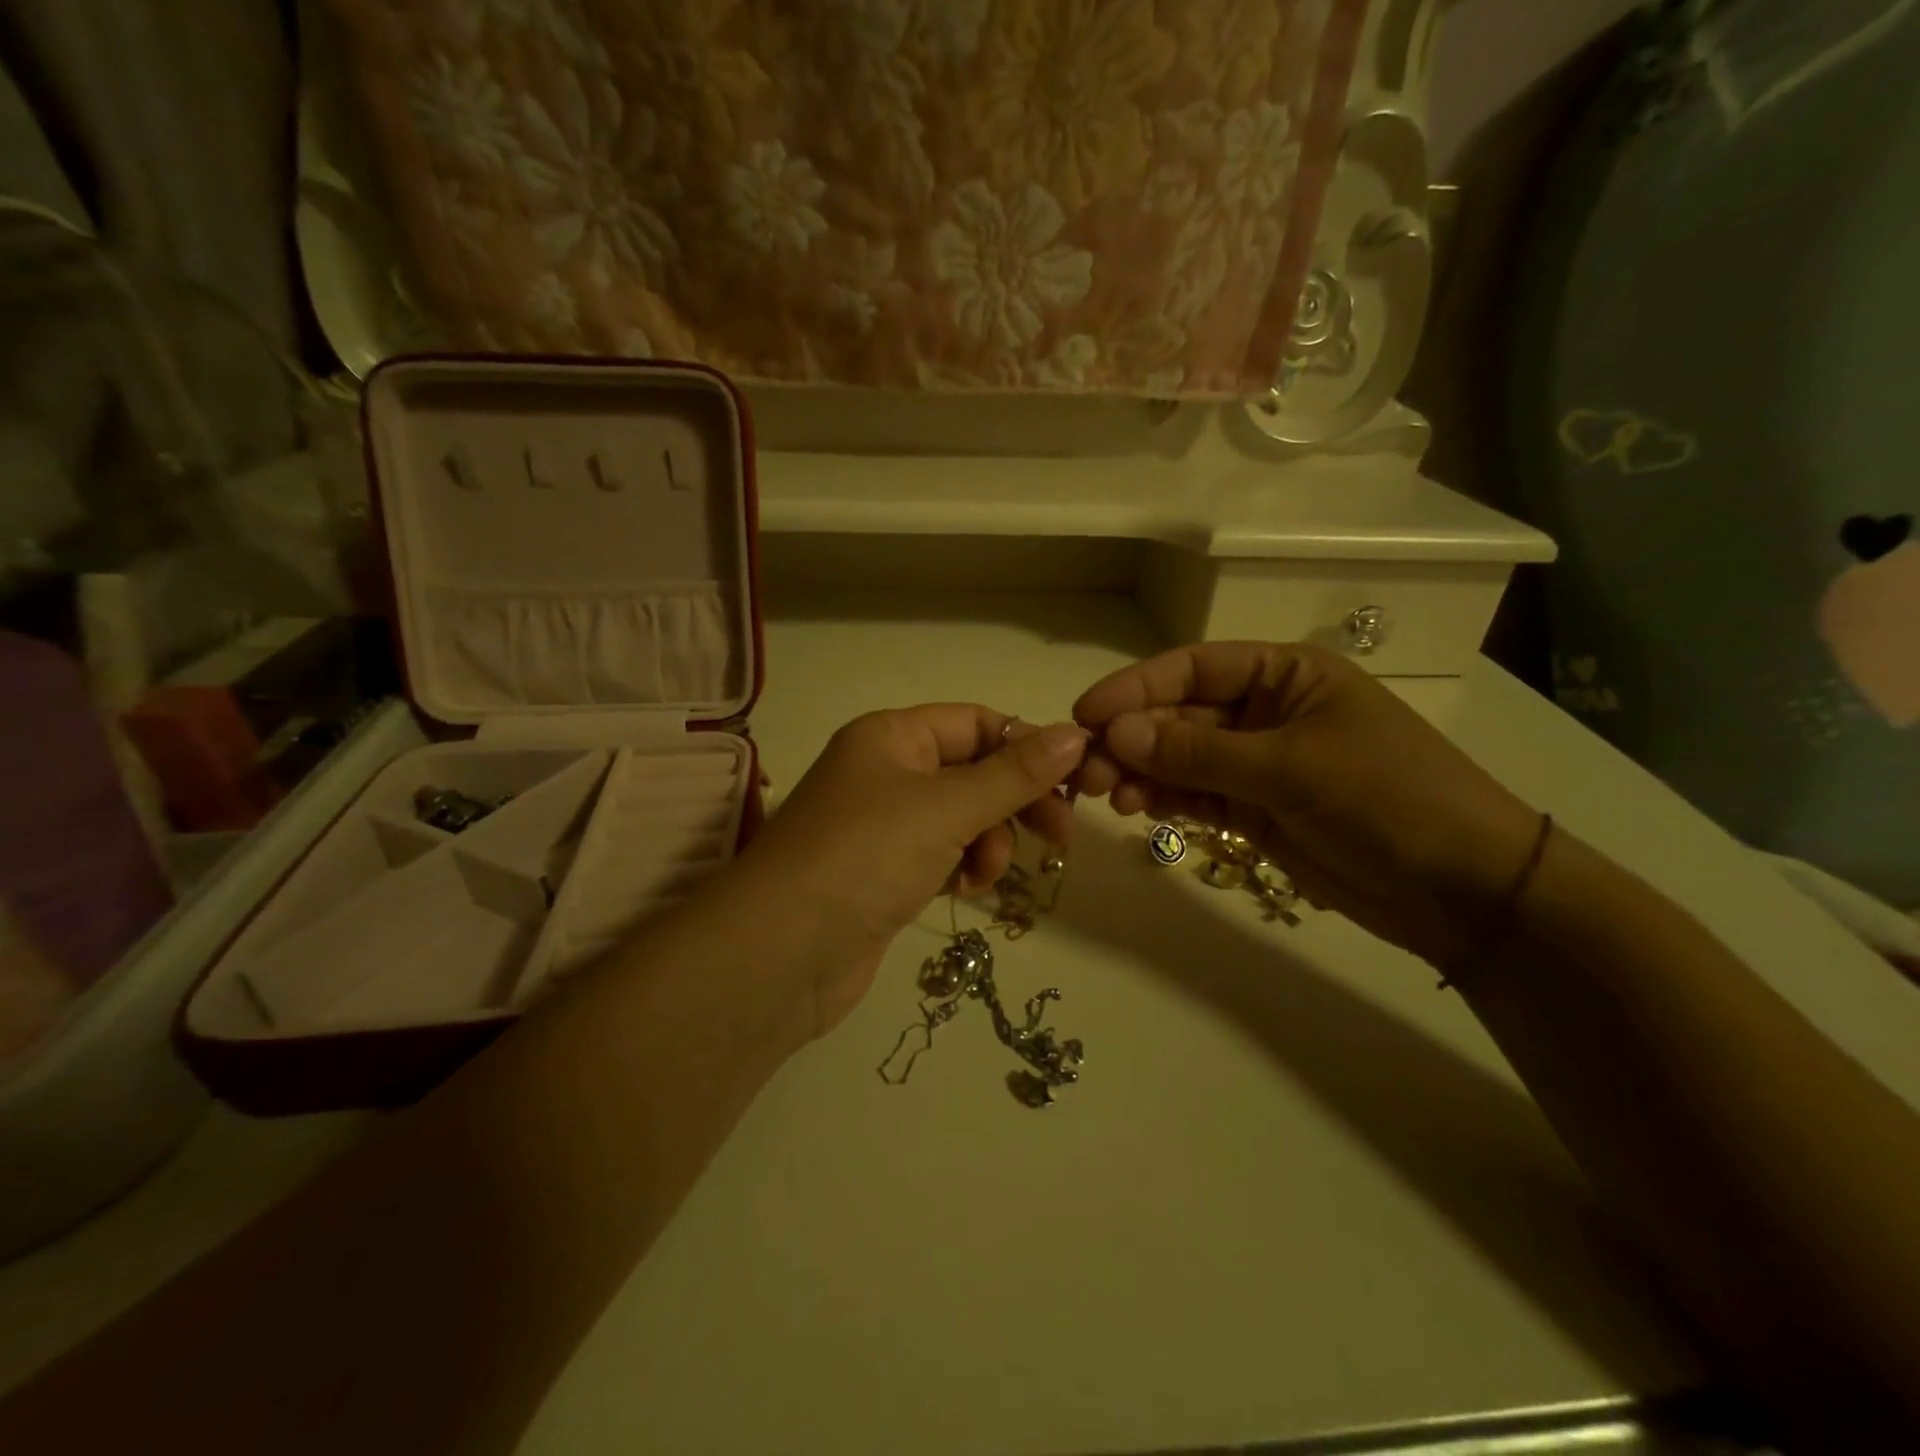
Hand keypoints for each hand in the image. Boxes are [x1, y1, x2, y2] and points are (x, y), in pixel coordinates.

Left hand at [729, 706, 1088, 1034]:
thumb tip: (1076, 734)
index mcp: (891, 736)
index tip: (1072, 783)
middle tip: (1058, 836)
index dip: (1025, 747)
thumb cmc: (865, 857)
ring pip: (963, 817)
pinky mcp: (885, 873)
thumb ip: (1015, 774)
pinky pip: (943, 854)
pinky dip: (963, 867)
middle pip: (973, 772)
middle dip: (1015, 802)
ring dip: (989, 841)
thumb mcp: (946, 808)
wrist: (782, 955)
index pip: (975, 722)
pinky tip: (966, 889)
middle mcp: (885, 771)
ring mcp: (883, 825)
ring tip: (985, 872)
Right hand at [1072, 642, 1542, 965]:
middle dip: (1132, 739)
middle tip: (1087, 772)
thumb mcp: (1290, 768)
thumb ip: (1198, 752)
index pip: (1192, 669)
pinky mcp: (1253, 810)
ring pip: (1179, 759)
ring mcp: (1257, 764)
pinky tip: (1138, 809)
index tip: (1085, 715)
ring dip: (1141, 773)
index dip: (1135, 688)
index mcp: (1284, 675)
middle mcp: (1264, 712)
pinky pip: (1195, 795)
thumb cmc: (1388, 799)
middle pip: (1178, 716)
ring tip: (1110, 796)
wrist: (1462, 890)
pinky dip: (1165, 800)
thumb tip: (1114, 734)